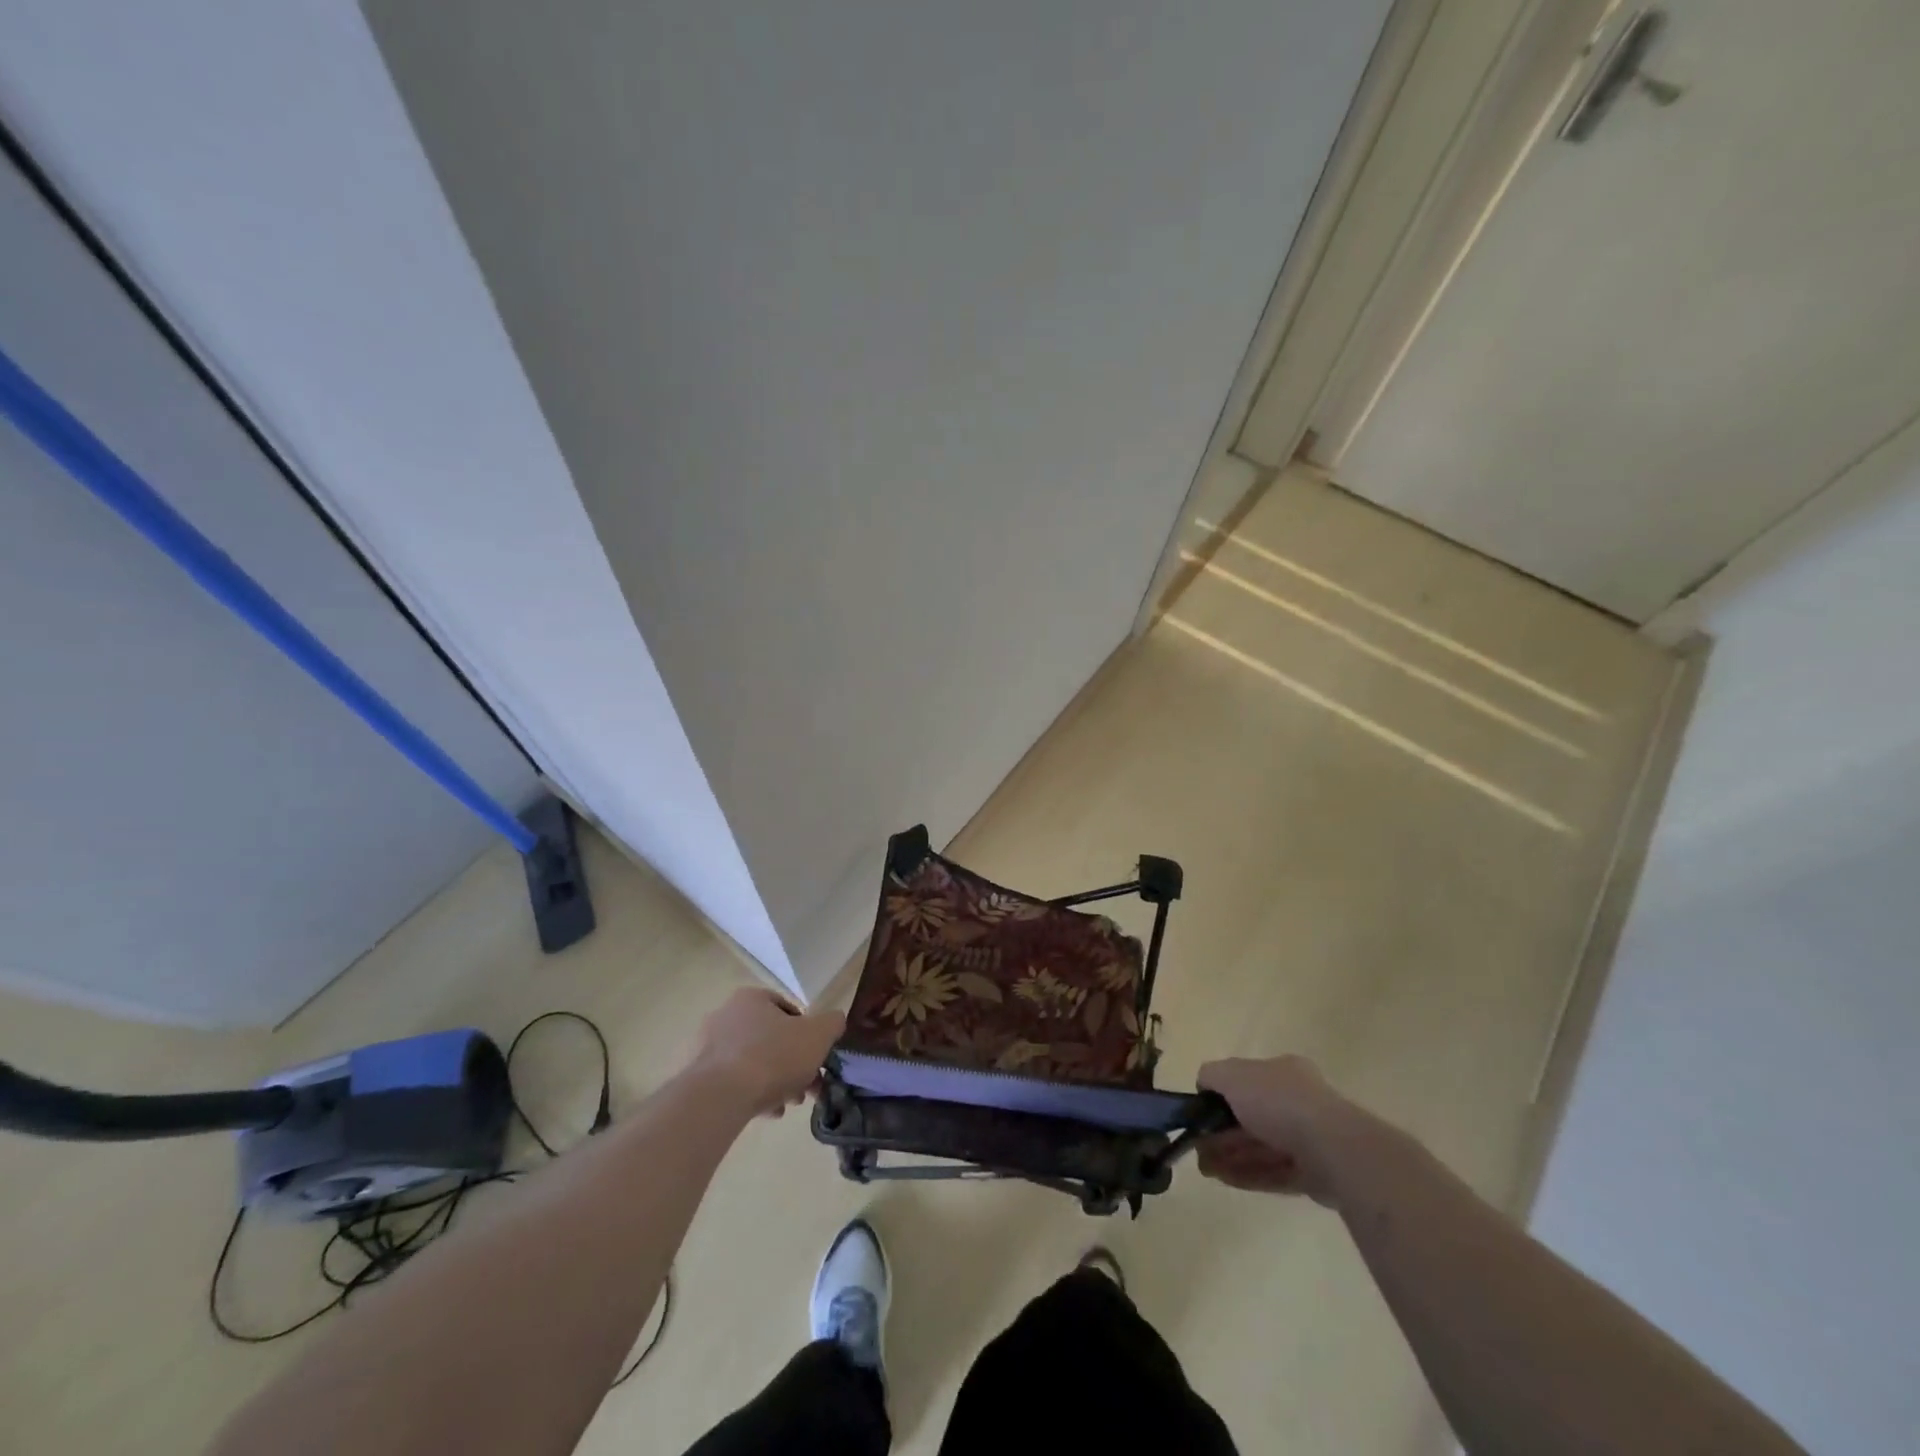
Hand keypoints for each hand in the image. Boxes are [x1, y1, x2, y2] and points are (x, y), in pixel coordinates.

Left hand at [685, 988, 845, 1117]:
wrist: (721, 1097)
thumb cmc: (773, 1056)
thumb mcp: (818, 1035)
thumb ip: (832, 1023)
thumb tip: (834, 1022)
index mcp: (752, 998)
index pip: (787, 1009)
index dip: (808, 1034)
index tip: (816, 1057)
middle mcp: (726, 1015)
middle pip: (771, 1039)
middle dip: (793, 1063)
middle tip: (806, 1087)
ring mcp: (708, 1047)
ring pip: (753, 1062)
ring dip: (775, 1081)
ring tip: (788, 1104)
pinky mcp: (698, 1077)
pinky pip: (733, 1082)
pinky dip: (752, 1093)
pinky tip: (767, 1112)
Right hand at [1195, 1054, 1353, 1205]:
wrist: (1332, 1148)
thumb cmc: (1278, 1102)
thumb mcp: (1233, 1075)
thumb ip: (1212, 1075)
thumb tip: (1203, 1085)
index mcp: (1282, 1071)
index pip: (1246, 1081)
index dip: (1220, 1098)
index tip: (1200, 1116)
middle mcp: (1297, 1101)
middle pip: (1251, 1117)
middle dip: (1222, 1133)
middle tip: (1198, 1147)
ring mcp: (1309, 1139)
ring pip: (1261, 1147)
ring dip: (1231, 1156)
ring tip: (1205, 1168)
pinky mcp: (1314, 1174)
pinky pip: (1275, 1172)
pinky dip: (1248, 1174)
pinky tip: (1224, 1179)